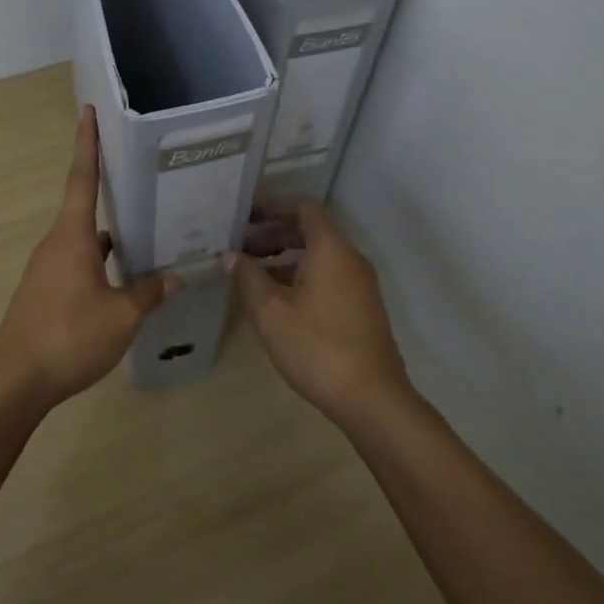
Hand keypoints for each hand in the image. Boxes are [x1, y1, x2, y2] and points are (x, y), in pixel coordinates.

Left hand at [0, 107, 173, 411]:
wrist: (15, 382)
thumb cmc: (68, 338)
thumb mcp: (121, 317)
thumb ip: (148, 293)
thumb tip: (174, 277)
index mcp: (72, 236)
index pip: (82, 178)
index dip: (86, 143)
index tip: (88, 111)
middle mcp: (56, 243)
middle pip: (85, 206)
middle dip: (111, 189)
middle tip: (143, 176)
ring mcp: (47, 267)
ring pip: (84, 238)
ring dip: (111, 233)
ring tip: (146, 230)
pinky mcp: (45, 290)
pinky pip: (78, 261)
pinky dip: (100, 260)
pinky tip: (123, 277)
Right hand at [229, 200, 412, 425]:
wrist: (372, 399)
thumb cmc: (317, 346)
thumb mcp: (271, 312)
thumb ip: (248, 277)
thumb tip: (231, 255)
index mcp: (330, 248)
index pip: (302, 207)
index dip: (272, 205)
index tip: (243, 214)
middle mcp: (349, 258)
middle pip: (309, 230)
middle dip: (272, 233)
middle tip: (238, 245)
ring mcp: (359, 284)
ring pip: (317, 256)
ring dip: (284, 257)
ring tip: (249, 273)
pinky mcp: (360, 307)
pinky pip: (327, 276)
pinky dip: (299, 276)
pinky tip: (275, 299)